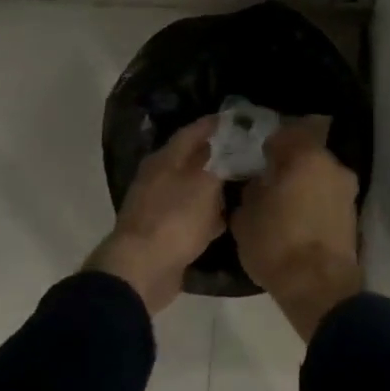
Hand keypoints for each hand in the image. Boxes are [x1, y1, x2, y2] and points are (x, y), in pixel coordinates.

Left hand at [86, 114, 223, 314]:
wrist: (142, 270)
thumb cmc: (175, 218)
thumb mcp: (205, 184)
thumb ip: (221, 162)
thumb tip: (230, 145)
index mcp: (165, 159)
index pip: (192, 132)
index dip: (214, 124)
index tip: (238, 120)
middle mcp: (158, 178)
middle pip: (191, 160)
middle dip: (218, 156)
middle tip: (247, 152)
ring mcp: (158, 207)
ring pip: (192, 189)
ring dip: (214, 187)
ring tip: (243, 184)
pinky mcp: (163, 233)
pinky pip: (190, 217)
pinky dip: (208, 215)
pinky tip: (227, 219)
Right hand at [232, 116, 362, 339]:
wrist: (319, 289)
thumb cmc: (277, 244)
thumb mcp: (245, 217)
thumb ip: (251, 190)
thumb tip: (259, 182)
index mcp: (306, 156)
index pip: (284, 134)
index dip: (267, 144)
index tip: (255, 158)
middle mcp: (333, 166)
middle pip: (307, 154)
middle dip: (288, 164)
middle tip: (268, 179)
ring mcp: (347, 191)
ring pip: (319, 177)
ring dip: (304, 184)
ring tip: (282, 203)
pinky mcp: (353, 215)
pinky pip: (328, 198)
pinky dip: (314, 203)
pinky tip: (298, 219)